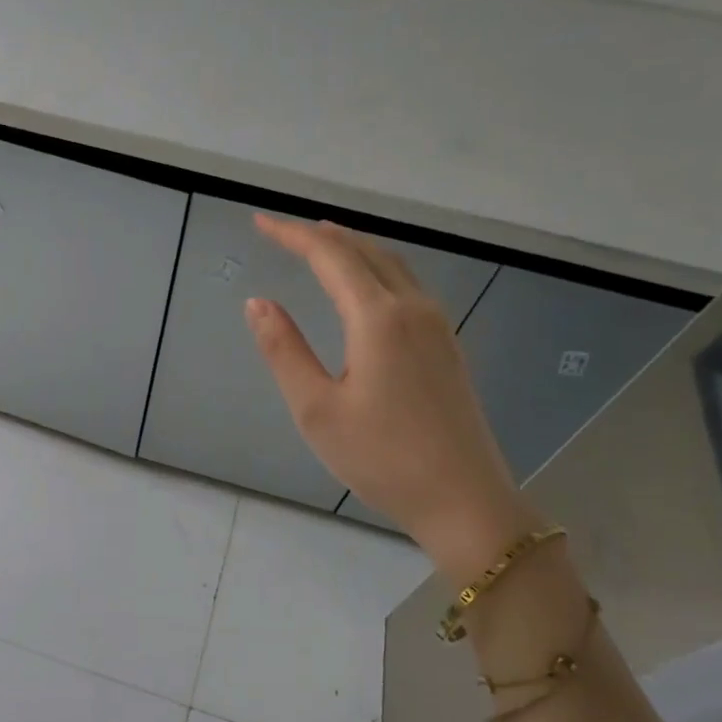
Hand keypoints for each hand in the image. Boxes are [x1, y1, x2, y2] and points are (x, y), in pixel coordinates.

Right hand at [244, 213, 536, 580]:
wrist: (464, 500)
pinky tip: (365, 287)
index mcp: (378, 319)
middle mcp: (413, 309)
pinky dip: (376, 269)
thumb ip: (284, 351)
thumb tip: (258, 303)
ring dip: (353, 248)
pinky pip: (407, 286)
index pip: (330, 256)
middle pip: (366, 251)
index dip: (292, 235)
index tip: (259, 222)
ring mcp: (438, 326)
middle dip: (321, 235)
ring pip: (392, 265)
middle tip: (283, 231)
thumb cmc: (381, 458)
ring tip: (321, 244)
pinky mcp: (447, 346)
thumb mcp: (316, 409)